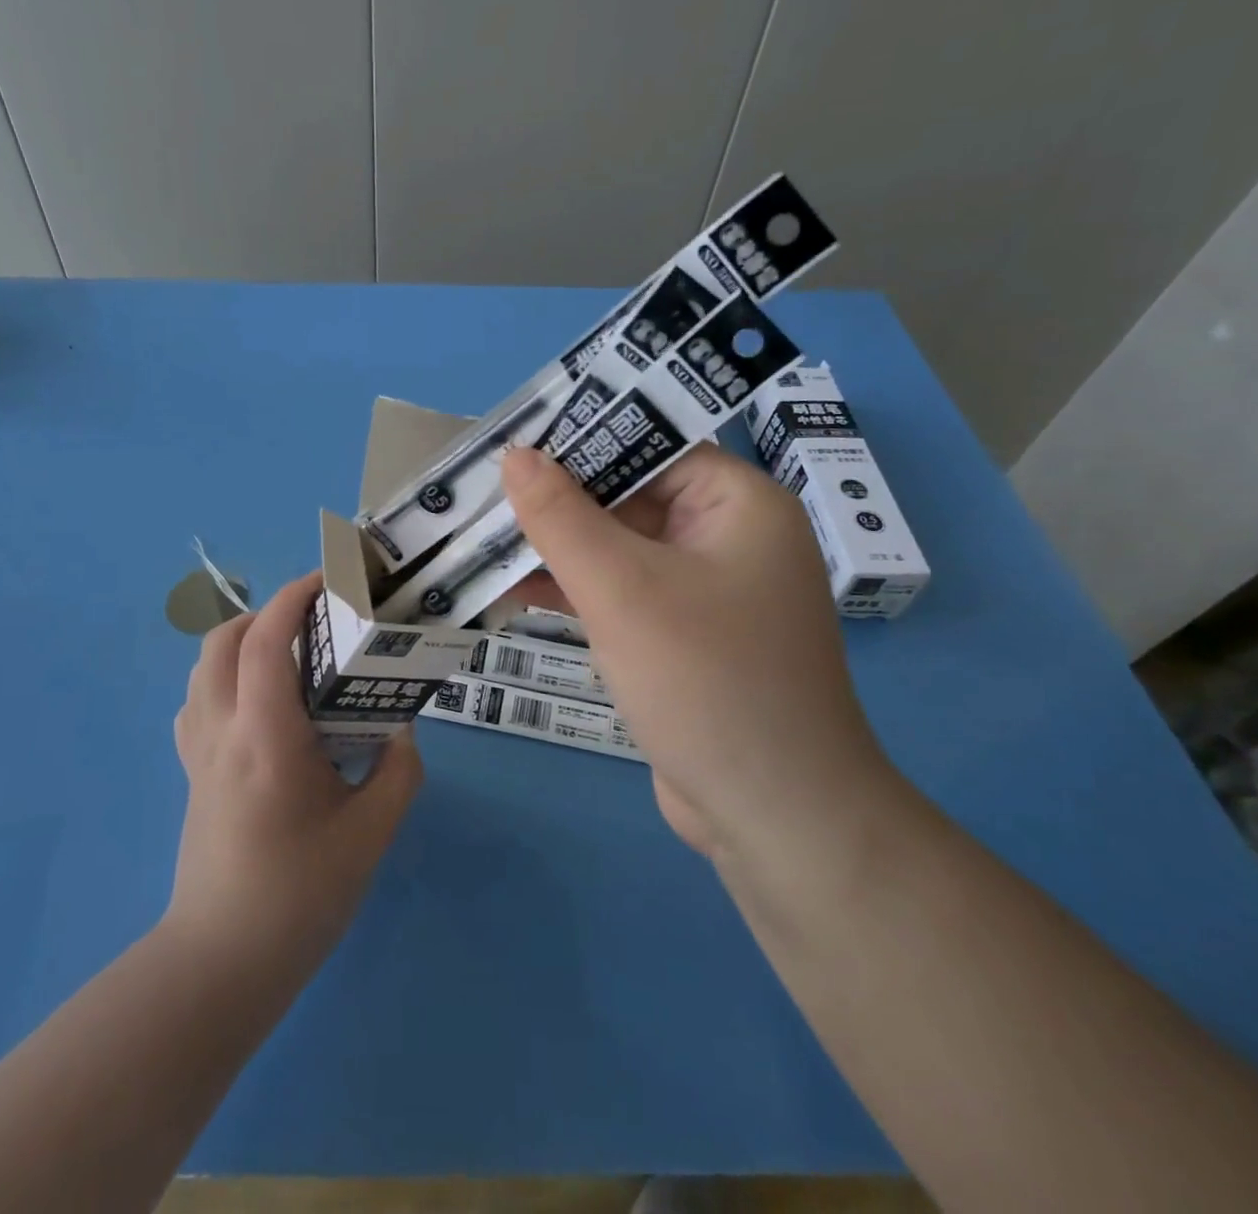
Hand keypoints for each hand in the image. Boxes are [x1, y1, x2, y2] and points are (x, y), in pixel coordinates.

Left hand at [166, 571, 422, 978]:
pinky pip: (198, 702)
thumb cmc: (300, 894)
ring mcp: (198, 752)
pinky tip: (260, 706)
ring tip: (291, 657)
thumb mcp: (371, 832)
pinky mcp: (191, 773)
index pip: (265, 642)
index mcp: (266, 737)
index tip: (329, 578)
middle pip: (222, 640)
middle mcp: (222, 731)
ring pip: (203, 667)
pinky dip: (224, 678)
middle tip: (314, 620)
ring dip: (242, 642)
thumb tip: (400, 729)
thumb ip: (397, 770)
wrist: (222, 961)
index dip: (293, 597)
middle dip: (266, 612)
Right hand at [499, 444, 891, 865]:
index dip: (580, 442)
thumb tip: (516, 455)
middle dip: (558, 501)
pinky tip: (514, 589)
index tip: (511, 445)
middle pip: (630, 498)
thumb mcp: (622, 588)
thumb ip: (563, 517)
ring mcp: (705, 592)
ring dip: (558, 549)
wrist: (773, 816)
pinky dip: (575, 590)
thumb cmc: (705, 680)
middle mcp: (727, 538)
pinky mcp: (682, 637)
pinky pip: (622, 594)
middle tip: (483, 493)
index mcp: (738, 504)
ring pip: (620, 549)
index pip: (651, 446)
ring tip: (484, 538)